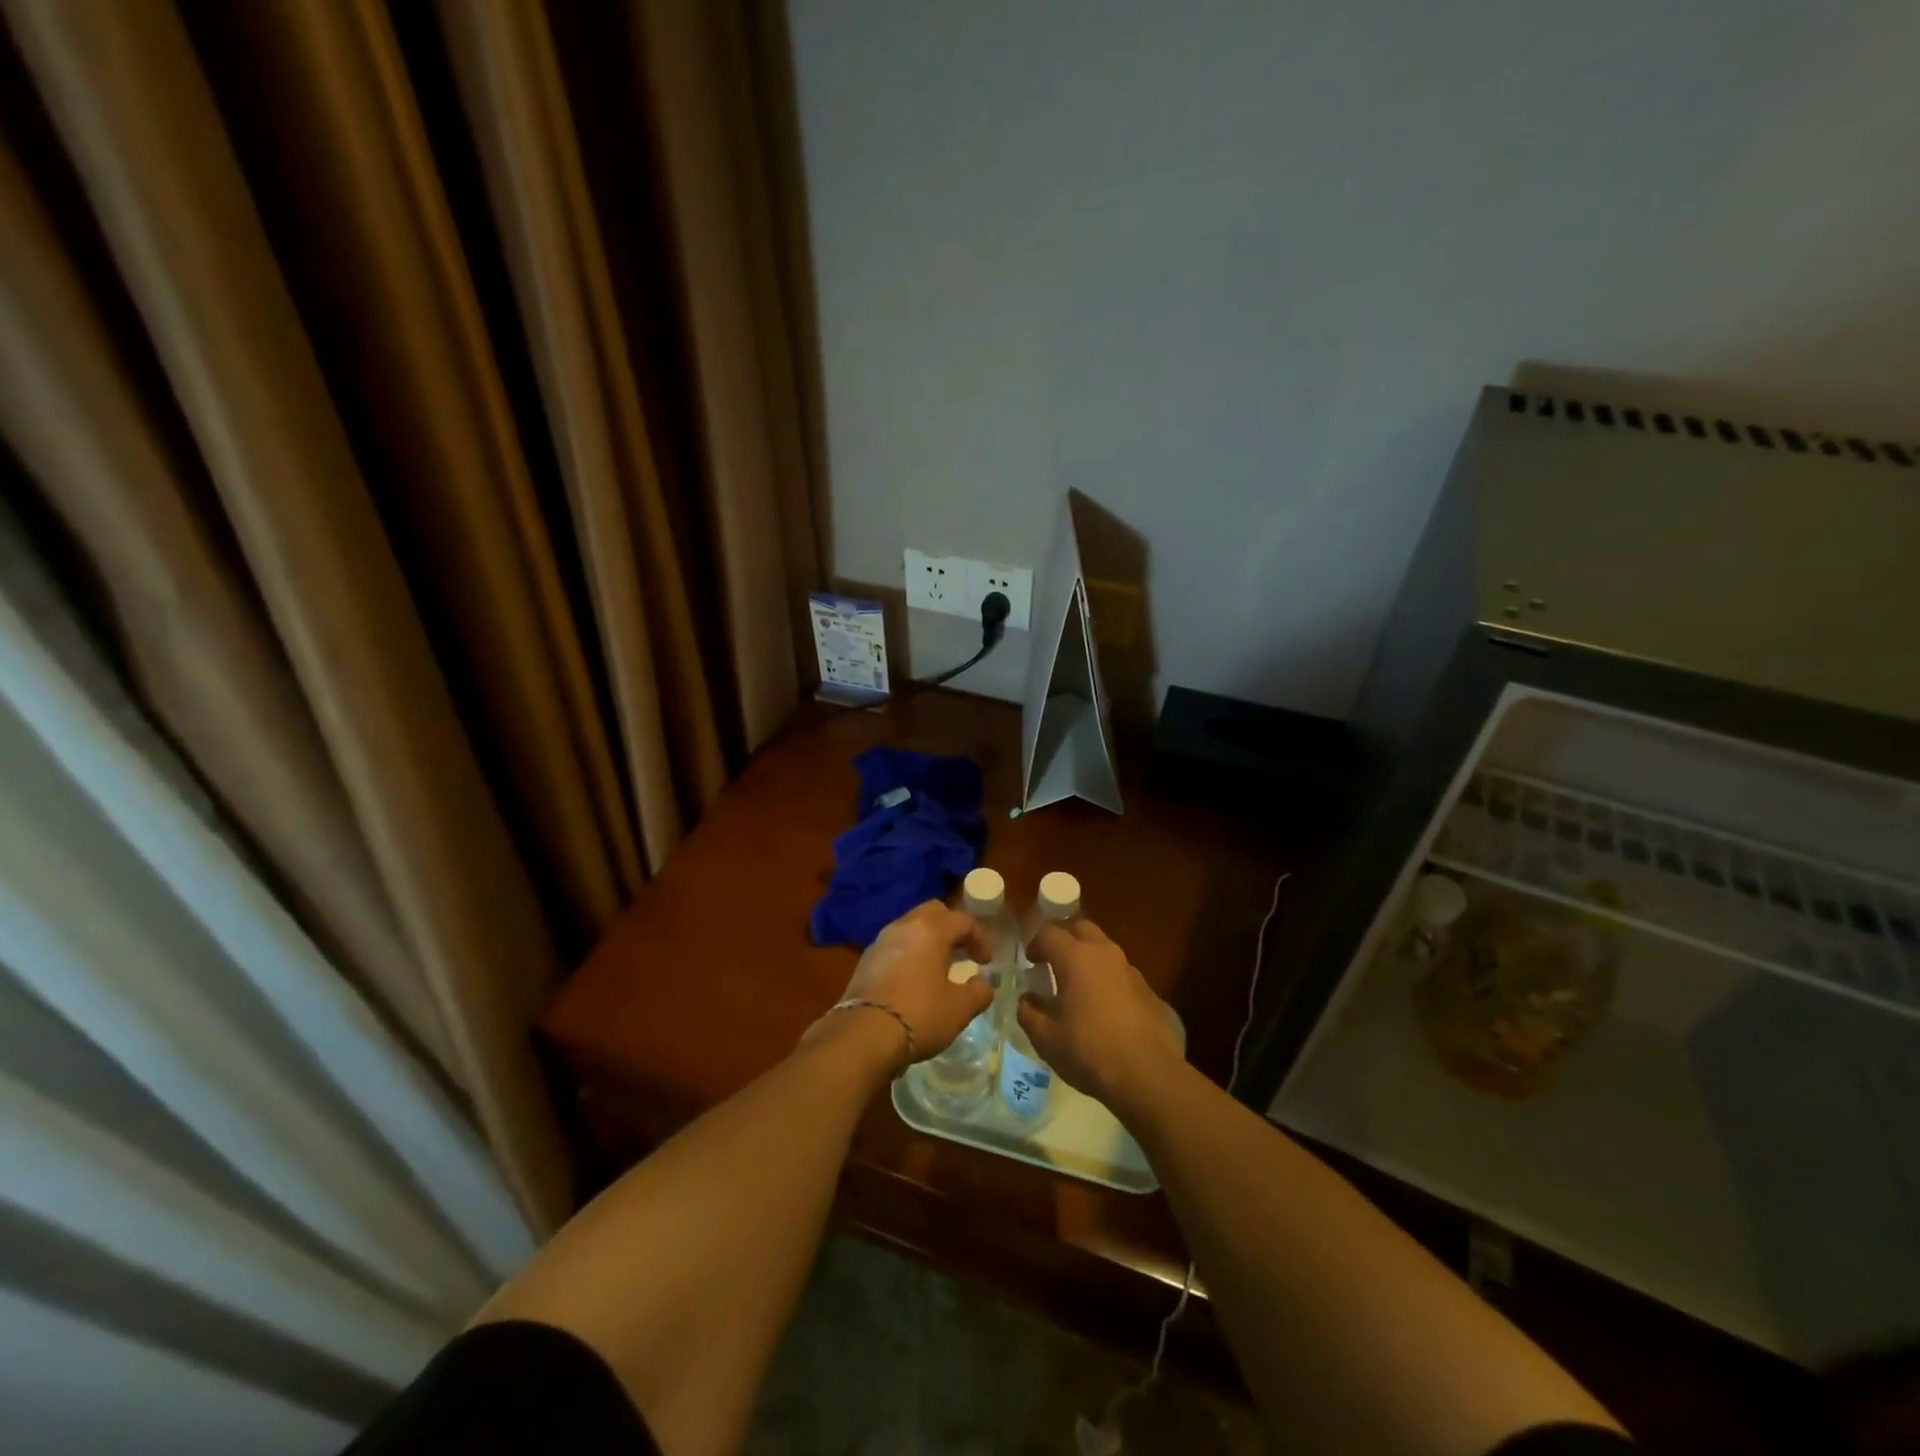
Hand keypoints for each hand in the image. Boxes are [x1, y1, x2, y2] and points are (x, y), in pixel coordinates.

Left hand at [834, 901, 993, 1062]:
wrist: (863, 1034)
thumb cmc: (919, 1015)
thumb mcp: (959, 1009)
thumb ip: (978, 992)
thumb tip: (983, 984)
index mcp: (931, 930)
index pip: (963, 921)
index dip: (980, 938)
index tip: (985, 962)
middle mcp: (904, 926)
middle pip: (934, 912)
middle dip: (951, 927)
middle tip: (961, 952)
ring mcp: (881, 940)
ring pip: (910, 926)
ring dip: (928, 939)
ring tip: (937, 966)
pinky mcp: (865, 959)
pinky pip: (894, 944)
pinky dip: (909, 952)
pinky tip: (912, 979)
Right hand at [1017, 919, 1181, 1112]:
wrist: (1148, 1076)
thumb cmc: (1089, 1051)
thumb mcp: (1045, 1038)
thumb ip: (1029, 1012)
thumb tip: (1027, 1000)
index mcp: (1076, 958)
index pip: (1049, 933)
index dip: (1035, 944)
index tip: (1029, 962)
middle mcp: (1105, 954)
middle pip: (1082, 929)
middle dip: (1066, 940)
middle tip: (1054, 963)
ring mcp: (1132, 972)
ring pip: (1105, 951)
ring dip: (1090, 961)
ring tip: (1079, 989)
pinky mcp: (1150, 992)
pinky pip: (1122, 976)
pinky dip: (1109, 983)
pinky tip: (1106, 1012)